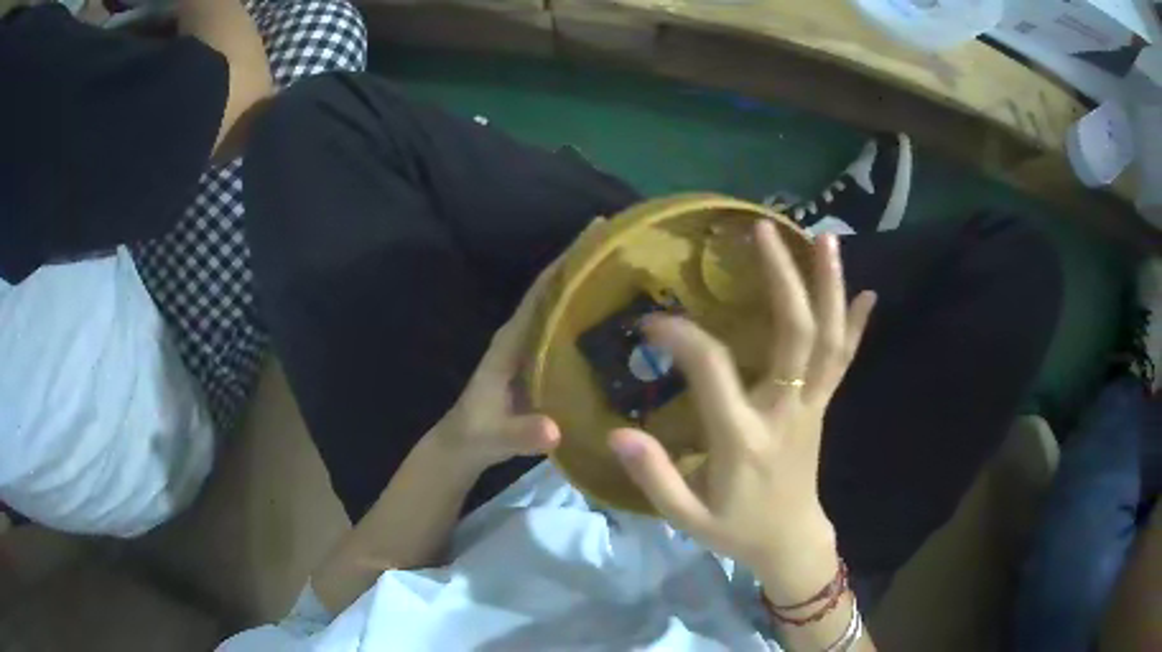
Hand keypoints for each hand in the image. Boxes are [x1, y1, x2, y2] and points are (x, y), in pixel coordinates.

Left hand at [434, 219, 607, 470]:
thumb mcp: (495, 436)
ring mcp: (536, 351)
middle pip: (559, 292)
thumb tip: (554, 430)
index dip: (566, 261)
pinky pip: (573, 336)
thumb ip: (520, 434)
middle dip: (588, 266)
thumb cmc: (476, 436)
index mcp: (512, 340)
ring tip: (638, 275)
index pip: (541, 292)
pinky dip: (595, 321)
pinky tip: (627, 323)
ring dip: (595, 290)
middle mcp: (525, 336)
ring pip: (567, 311)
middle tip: (632, 246)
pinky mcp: (546, 367)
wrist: (465, 448)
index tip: (596, 231)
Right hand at [608, 223, 875, 594]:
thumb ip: (655, 476)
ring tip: (825, 238)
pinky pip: (843, 359)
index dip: (681, 338)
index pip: (712, 370)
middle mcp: (786, 411)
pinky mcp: (823, 406)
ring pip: (828, 339)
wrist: (790, 542)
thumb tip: (617, 434)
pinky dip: (855, 325)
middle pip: (794, 334)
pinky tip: (868, 292)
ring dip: (828, 286)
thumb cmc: (736, 529)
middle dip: (781, 276)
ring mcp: (812, 406)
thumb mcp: (686, 517)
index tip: (651, 323)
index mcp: (744, 439)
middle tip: (762, 229)